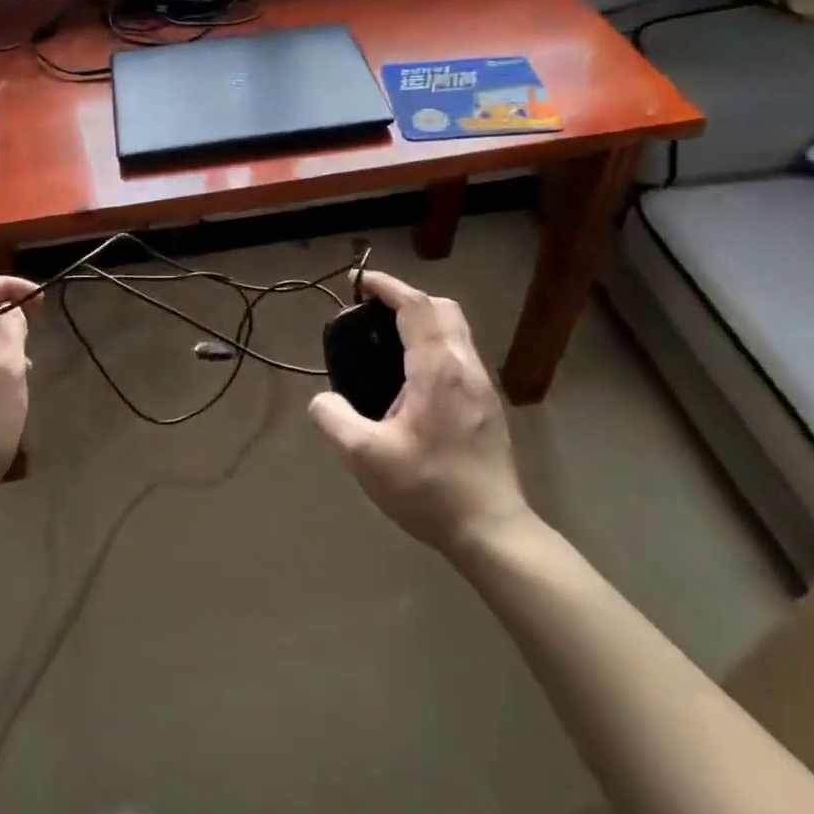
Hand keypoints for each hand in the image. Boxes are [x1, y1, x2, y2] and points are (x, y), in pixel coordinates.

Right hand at [308, 269, 531, 553]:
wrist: (493, 531)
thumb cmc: (429, 489)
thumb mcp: (366, 458)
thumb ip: (334, 420)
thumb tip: (321, 400)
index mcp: (437, 369)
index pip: (415, 306)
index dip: (387, 286)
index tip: (360, 281)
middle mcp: (466, 367)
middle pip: (443, 309)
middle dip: (408, 299)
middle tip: (374, 314)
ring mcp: (484, 386)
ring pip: (456, 332)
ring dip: (424, 322)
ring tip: (387, 346)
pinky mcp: (489, 406)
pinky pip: (460, 356)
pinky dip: (435, 346)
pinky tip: (413, 382)